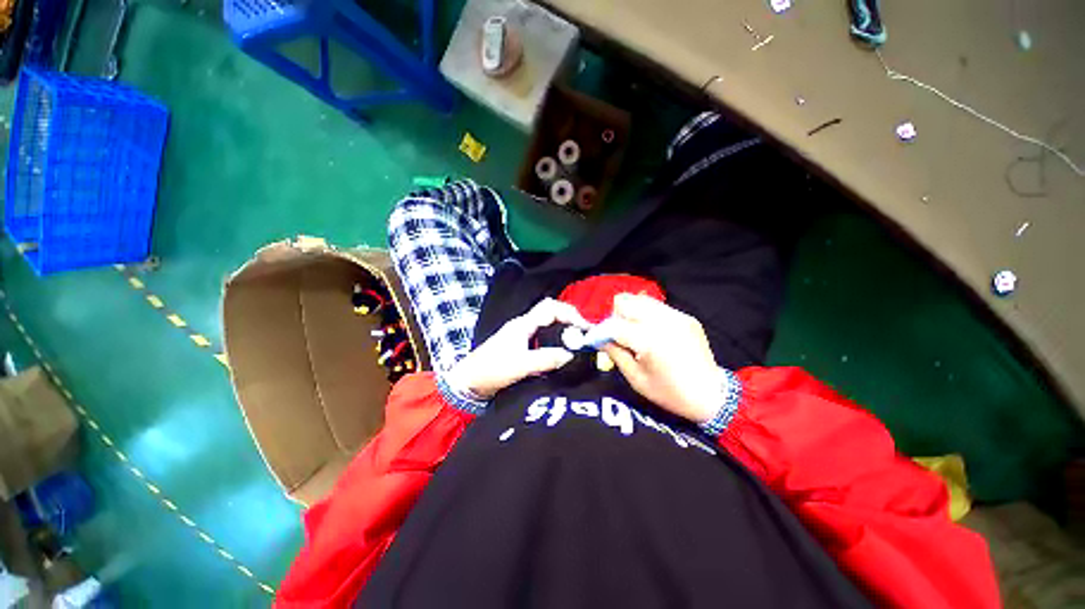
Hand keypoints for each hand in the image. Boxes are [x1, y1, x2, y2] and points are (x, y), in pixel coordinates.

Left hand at [445, 298, 589, 398]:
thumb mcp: (520, 365)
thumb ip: (546, 359)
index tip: (585, 328)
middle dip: (569, 322)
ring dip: (563, 333)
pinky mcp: (520, 349)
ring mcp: (521, 337)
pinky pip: (543, 341)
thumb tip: (571, 355)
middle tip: (585, 337)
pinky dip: (555, 344)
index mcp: (523, 324)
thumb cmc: (491, 370)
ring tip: (578, 346)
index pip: (550, 308)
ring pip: (548, 328)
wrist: (468, 384)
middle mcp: (523, 327)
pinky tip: (562, 357)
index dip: (570, 313)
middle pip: (551, 315)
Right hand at [601, 293, 725, 423]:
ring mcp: (677, 316)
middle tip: (619, 334)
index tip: (597, 339)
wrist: (712, 395)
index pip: (614, 325)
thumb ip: (615, 354)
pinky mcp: (686, 317)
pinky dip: (648, 315)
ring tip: (635, 331)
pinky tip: (653, 332)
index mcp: (649, 341)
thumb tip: (600, 339)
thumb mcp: (636, 379)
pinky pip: (657, 307)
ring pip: (641, 299)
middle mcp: (662, 322)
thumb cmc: (670, 393)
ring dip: (631, 312)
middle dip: (616, 316)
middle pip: (625, 301)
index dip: (601, 331)